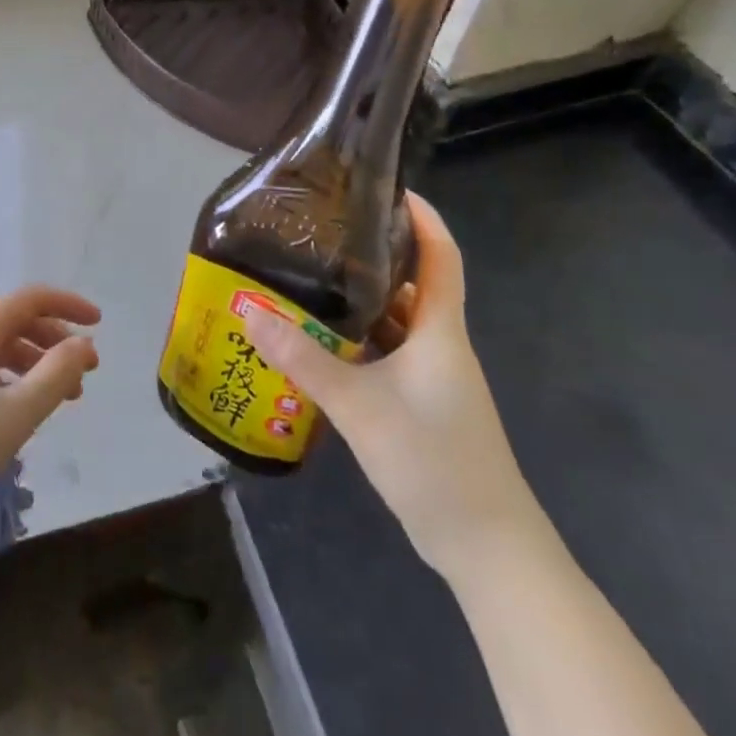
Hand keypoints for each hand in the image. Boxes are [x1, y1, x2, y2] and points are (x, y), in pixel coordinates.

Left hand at [0, 286, 99, 532]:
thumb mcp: (16, 415)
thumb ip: (57, 375)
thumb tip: (84, 344)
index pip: (30, 299)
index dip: (68, 305)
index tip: (100, 324)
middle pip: (15, 323)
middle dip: (55, 343)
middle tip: (86, 376)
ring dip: (34, 365)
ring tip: (61, 401)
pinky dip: (9, 380)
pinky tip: (18, 413)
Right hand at [242, 192, 541, 576]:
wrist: (486, 547)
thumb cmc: (433, 460)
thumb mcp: (359, 405)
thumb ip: (302, 359)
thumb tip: (249, 311)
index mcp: (439, 331)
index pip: (442, 256)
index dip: (424, 218)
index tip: (391, 188)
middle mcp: (439, 346)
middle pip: (411, 285)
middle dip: (373, 257)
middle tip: (323, 235)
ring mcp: (432, 379)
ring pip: (394, 324)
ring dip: (359, 304)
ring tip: (309, 282)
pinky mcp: (420, 406)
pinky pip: (386, 357)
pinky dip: (356, 344)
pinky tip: (318, 346)